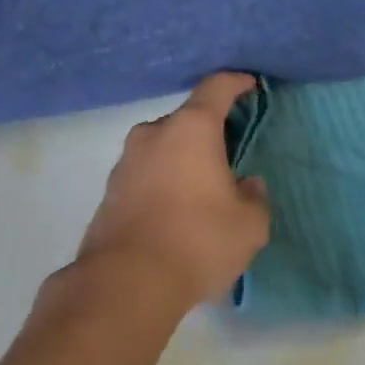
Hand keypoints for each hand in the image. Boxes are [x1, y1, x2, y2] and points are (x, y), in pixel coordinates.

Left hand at [74, 72, 269, 311]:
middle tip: (229, 157)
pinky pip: (146, 172)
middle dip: (209, 132)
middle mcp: (154, 133)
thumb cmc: (197, 240)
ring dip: (183, 158)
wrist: (126, 281)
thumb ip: (255, 197)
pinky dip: (163, 180)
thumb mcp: (249, 225)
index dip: (236, 83)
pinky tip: (175, 211)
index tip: (250, 86)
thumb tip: (247, 185)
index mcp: (191, 129)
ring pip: (163, 146)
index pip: (216, 88)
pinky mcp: (110, 189)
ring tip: (202, 190)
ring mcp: (126, 160)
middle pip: (187, 120)